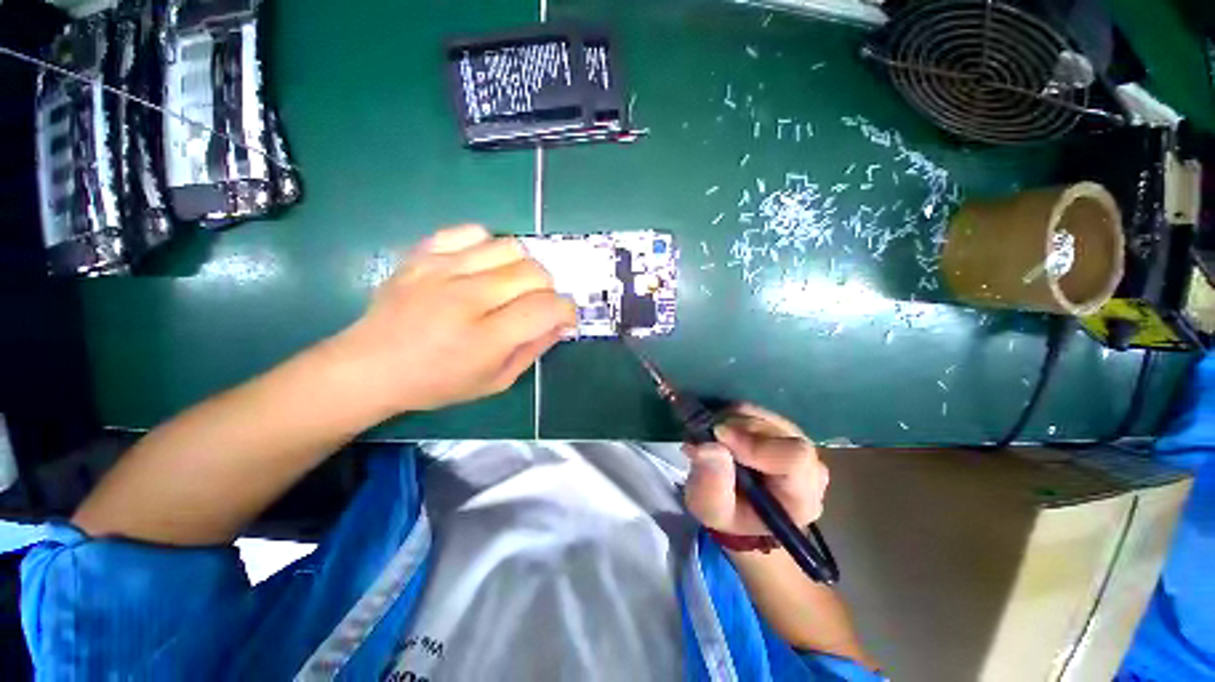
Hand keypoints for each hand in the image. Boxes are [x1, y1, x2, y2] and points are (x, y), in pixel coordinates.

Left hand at [331, 225, 575, 413]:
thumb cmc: (438, 383)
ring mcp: (442, 270)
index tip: (563, 317)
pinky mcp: (423, 254)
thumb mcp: (496, 381)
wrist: (370, 366)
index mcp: (485, 339)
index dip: (566, 310)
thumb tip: (561, 322)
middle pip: (534, 273)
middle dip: (548, 290)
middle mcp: (466, 299)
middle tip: (536, 305)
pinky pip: (472, 232)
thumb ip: (534, 349)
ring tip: (512, 285)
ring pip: (510, 247)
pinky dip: (488, 245)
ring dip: (524, 267)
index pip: (546, 308)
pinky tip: (482, 267)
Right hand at [683, 404, 828, 535]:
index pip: (795, 457)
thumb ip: (712, 483)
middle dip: (736, 427)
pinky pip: (758, 410)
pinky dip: (733, 414)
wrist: (736, 505)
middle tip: (707, 434)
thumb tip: (707, 446)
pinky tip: (721, 428)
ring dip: (731, 419)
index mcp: (803, 497)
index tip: (717, 435)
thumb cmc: (728, 513)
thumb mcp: (712, 508)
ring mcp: (798, 443)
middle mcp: (810, 467)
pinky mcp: (783, 428)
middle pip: (777, 431)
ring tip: (712, 434)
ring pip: (765, 416)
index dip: (755, 443)